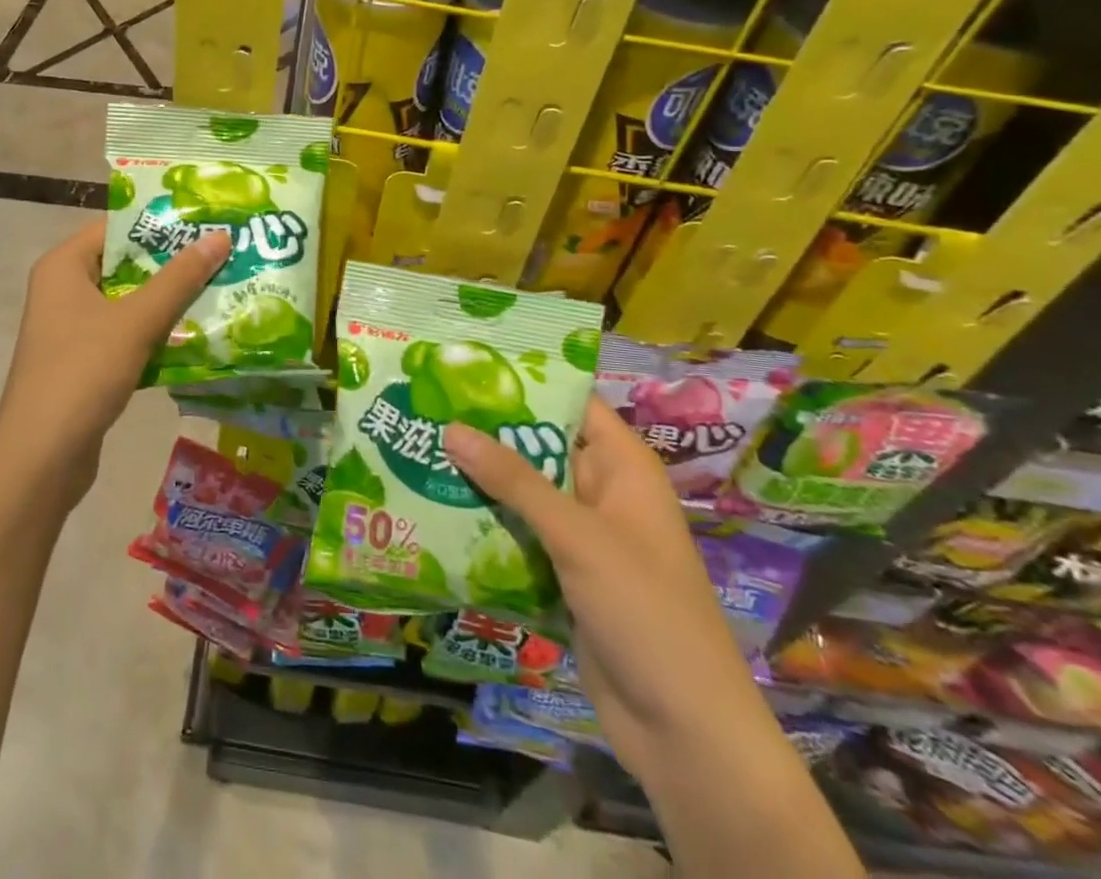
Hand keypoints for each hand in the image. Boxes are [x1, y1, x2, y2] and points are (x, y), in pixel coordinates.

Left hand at [0, 219, 227, 503]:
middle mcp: (64, 289)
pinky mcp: (85, 360)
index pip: (117, 227)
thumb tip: (220, 237)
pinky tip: (197, 335)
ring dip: (170, 301)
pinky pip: (127, 333)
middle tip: (224, 255)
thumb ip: (179, 278)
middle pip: (126, 264)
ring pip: (130, 301)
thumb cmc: (83, 373)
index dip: (162, 223)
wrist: (41, 458)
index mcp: (64, 266)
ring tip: (221, 289)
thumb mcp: (136, 321)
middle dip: (173, 264)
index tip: (207, 222)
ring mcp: (73, 327)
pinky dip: (157, 333)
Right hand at [442, 400, 778, 782]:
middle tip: (423, 407)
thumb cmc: (645, 612)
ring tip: (415, 450)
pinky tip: (433, 509)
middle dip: (485, 433)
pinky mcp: (562, 575)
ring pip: (522, 493)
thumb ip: (513, 481)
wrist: (684, 733)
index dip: (523, 383)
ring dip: (478, 480)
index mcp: (622, 468)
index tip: (463, 367)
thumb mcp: (577, 536)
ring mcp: (582, 537)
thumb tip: (450, 427)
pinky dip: (484, 525)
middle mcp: (601, 492)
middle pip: (538, 446)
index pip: (569, 404)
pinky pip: (517, 535)